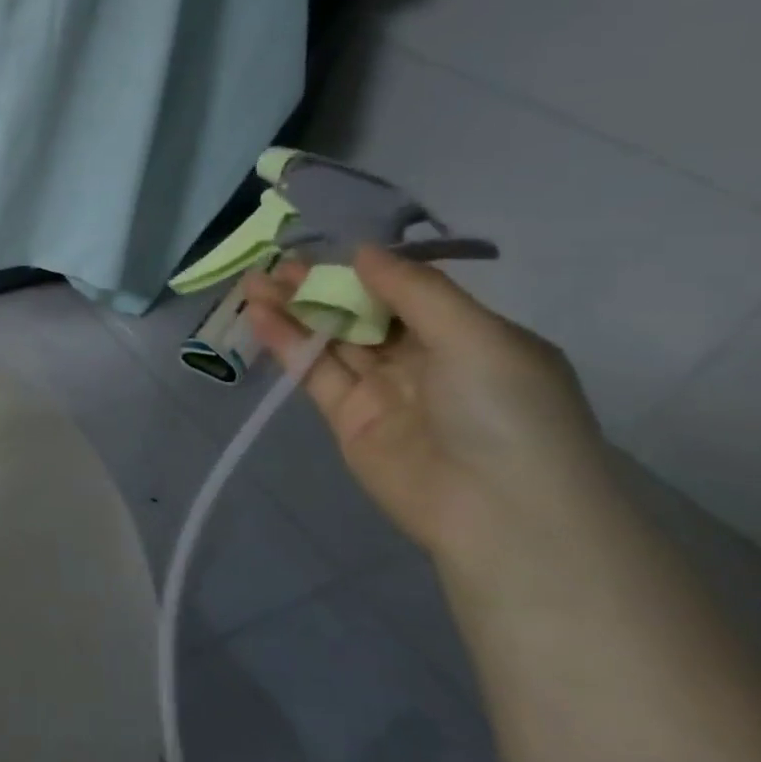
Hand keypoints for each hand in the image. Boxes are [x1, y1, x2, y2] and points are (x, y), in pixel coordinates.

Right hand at [246, 247, 622, 564]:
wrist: (499, 512)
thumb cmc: (505, 410)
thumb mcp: (475, 336)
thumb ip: (414, 290)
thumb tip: (363, 252)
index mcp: (469, 338)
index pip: (407, 294)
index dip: (364, 272)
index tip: (322, 250)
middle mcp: (426, 361)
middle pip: (363, 314)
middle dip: (321, 287)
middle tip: (276, 264)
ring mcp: (384, 391)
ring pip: (333, 340)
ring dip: (295, 310)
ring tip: (255, 282)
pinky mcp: (348, 419)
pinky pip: (316, 371)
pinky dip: (288, 343)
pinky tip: (261, 315)